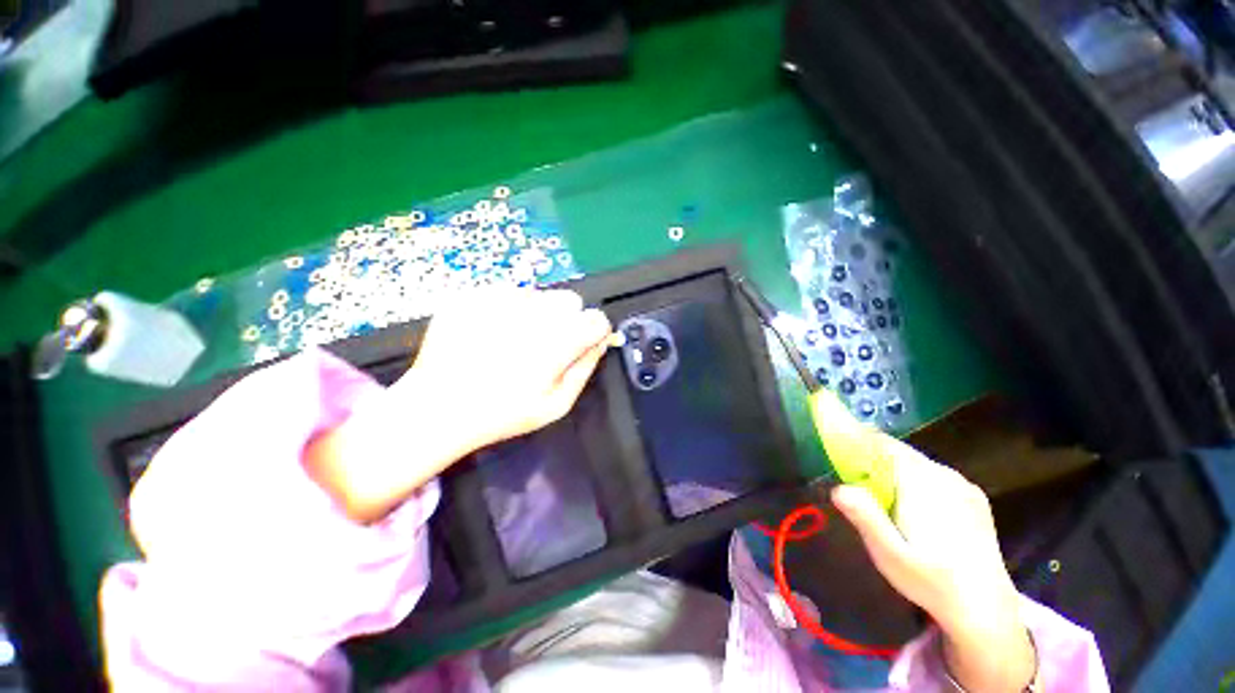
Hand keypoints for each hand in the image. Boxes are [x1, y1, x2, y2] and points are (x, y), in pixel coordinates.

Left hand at [306, 288, 612, 522]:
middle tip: (545, 344)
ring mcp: (496, 300)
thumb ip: (585, 368)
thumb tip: (602, 340)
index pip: (596, 319)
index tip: (582, 343)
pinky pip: (506, 292)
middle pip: (569, 300)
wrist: (436, 408)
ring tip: (514, 341)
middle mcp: (529, 315)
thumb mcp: (557, 405)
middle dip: (566, 319)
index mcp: (555, 344)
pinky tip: (491, 334)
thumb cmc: (503, 413)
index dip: (593, 331)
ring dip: (536, 313)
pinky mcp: (471, 295)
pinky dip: (506, 309)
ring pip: (538, 294)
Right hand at [830, 438, 1035, 692]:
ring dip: (893, 472)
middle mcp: (946, 475)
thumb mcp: (890, 555)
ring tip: (881, 499)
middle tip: (854, 483)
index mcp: (924, 482)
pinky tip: (913, 510)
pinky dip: (914, 481)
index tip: (835, 454)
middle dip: (872, 461)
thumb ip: (865, 518)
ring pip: (916, 463)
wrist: (987, 611)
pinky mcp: (973, 498)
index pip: (883, 444)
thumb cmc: (932, 582)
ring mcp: (963, 486)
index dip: (856, 443)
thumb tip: (837, 488)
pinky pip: (933, 476)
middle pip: (898, 452)